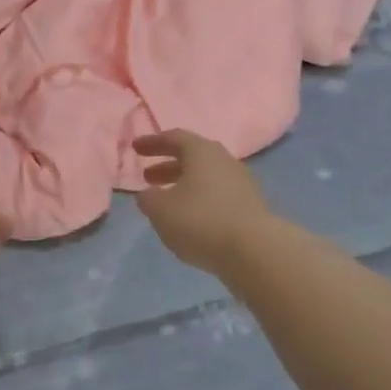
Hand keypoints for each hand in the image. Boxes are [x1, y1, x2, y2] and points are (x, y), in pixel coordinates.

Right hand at [133, 130, 277, 278]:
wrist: (255, 251)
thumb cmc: (201, 220)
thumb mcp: (161, 210)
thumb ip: (148, 198)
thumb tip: (148, 194)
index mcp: (201, 151)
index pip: (174, 137)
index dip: (153, 143)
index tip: (135, 148)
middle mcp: (223, 160)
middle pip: (192, 157)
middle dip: (168, 165)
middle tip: (148, 177)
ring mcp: (241, 183)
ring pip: (206, 177)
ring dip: (184, 185)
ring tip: (167, 202)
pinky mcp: (250, 206)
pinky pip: (218, 195)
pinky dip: (200, 200)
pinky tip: (190, 219)